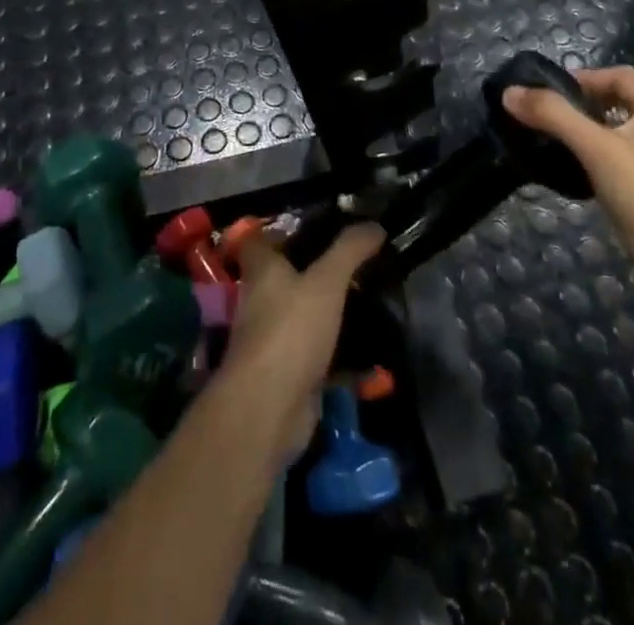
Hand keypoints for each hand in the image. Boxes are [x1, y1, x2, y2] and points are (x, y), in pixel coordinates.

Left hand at [220, 224, 383, 459]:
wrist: (269, 409)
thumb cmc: (291, 330)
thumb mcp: (326, 281)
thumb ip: (349, 251)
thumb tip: (374, 224)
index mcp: (262, 271)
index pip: (259, 240)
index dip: (280, 231)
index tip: (315, 226)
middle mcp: (262, 302)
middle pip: (286, 278)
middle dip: (317, 272)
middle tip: (356, 264)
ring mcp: (275, 340)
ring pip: (305, 317)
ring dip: (332, 313)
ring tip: (371, 302)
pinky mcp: (290, 374)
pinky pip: (320, 358)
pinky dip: (344, 358)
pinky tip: (374, 355)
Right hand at [503, 67, 633, 315]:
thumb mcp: (597, 148)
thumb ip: (554, 116)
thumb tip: (509, 92)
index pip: (621, 76)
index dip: (587, 76)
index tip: (551, 91)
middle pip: (616, 107)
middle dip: (580, 108)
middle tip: (544, 119)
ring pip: (614, 140)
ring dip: (583, 138)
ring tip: (549, 146)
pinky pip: (615, 170)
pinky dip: (591, 167)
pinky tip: (570, 180)